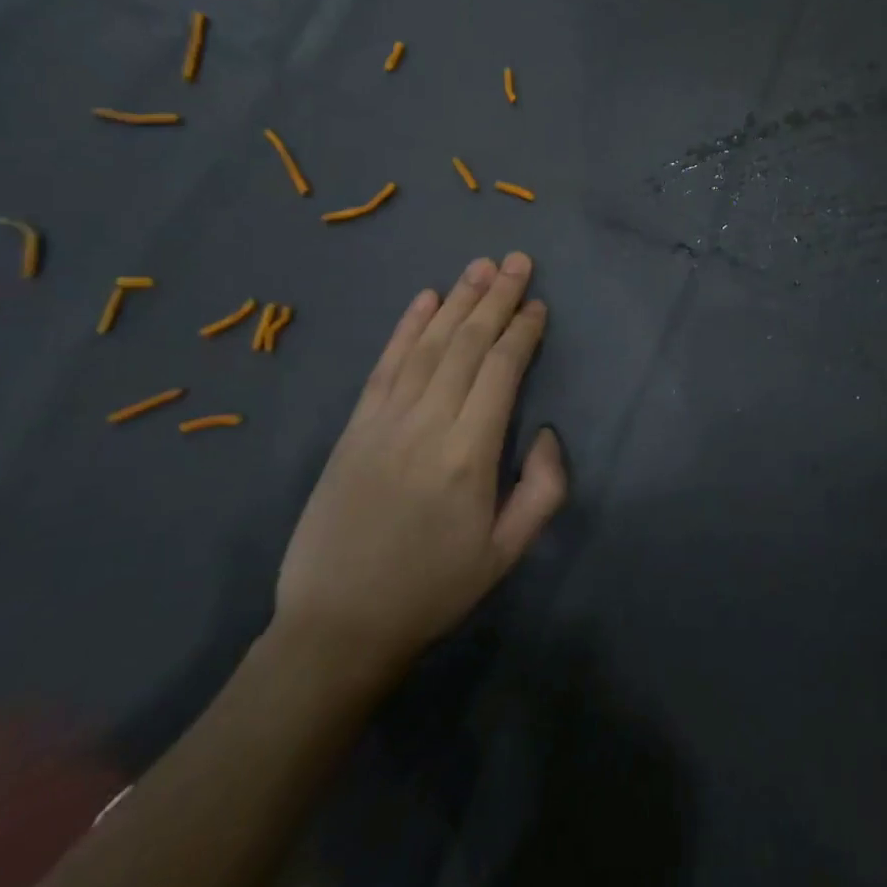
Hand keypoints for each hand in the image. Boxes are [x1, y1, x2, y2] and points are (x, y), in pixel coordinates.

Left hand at [274, 253, 567, 690]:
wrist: (338, 625)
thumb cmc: (433, 588)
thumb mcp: (507, 553)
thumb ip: (544, 489)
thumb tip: (548, 431)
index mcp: (470, 454)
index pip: (501, 370)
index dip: (523, 331)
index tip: (539, 305)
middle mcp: (428, 423)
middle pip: (467, 344)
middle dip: (497, 298)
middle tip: (518, 261)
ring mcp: (385, 420)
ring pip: (428, 344)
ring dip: (458, 300)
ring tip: (481, 266)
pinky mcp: (354, 427)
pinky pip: (385, 364)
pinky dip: (407, 327)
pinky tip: (425, 299)